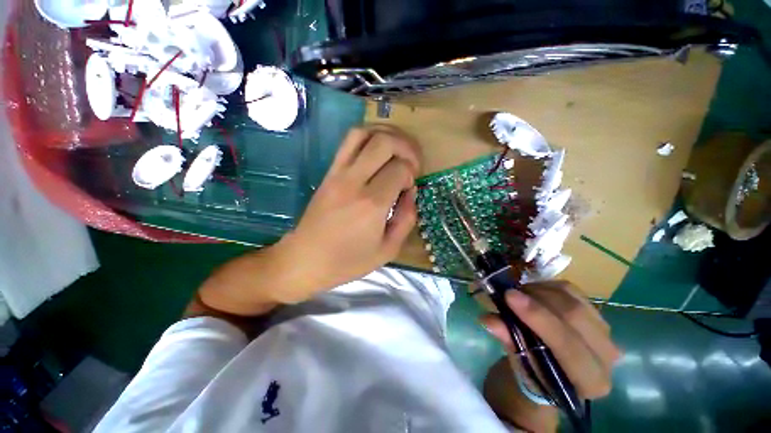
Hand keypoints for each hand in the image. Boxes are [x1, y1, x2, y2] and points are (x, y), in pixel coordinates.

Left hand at [273, 125, 421, 302]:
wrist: (304, 260)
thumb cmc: (348, 261)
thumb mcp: (388, 250)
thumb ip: (406, 219)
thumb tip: (411, 192)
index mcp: (372, 204)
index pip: (400, 169)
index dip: (411, 173)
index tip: (408, 187)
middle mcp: (354, 181)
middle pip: (384, 142)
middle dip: (406, 146)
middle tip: (411, 162)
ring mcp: (337, 173)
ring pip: (363, 133)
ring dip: (386, 135)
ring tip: (397, 149)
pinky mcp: (328, 172)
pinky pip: (348, 142)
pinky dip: (368, 137)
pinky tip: (378, 151)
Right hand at [481, 281, 619, 431]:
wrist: (554, 370)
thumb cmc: (535, 373)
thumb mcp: (519, 362)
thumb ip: (507, 340)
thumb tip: (488, 319)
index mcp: (591, 381)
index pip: (568, 346)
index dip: (538, 318)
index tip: (509, 296)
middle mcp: (607, 357)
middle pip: (575, 316)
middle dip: (537, 299)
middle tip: (510, 291)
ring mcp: (606, 332)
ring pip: (574, 300)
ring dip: (541, 291)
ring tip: (519, 293)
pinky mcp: (597, 313)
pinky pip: (573, 291)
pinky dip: (548, 286)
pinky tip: (533, 291)